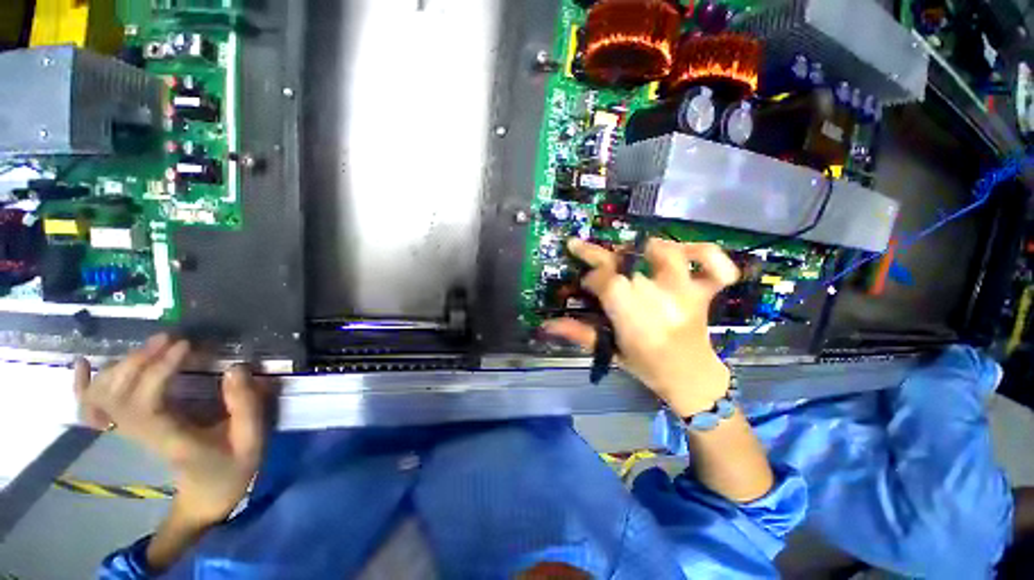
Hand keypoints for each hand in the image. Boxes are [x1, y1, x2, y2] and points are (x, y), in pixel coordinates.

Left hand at [73, 335, 267, 526]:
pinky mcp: (128, 428)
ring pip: (102, 396)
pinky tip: (85, 363)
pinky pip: (92, 407)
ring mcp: (128, 431)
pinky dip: (83, 385)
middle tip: (171, 339)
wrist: (205, 499)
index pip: (146, 403)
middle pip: (118, 395)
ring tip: (153, 346)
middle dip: (140, 361)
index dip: (159, 370)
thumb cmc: (231, 468)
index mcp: (169, 440)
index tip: (186, 345)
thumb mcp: (251, 440)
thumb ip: (246, 405)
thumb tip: (235, 367)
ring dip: (123, 365)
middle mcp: (139, 435)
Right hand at [542, 238, 739, 415]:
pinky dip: (704, 253)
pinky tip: (683, 254)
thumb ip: (577, 333)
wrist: (692, 378)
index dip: (591, 277)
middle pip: (628, 262)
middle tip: (592, 259)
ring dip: (642, 248)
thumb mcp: (609, 351)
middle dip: (604, 258)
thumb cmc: (646, 367)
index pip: (606, 281)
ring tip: (629, 254)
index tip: (586, 285)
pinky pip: (713, 264)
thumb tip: (545, 325)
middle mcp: (661, 299)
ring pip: (666, 252)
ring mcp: (686, 292)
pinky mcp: (704, 291)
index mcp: (635, 319)